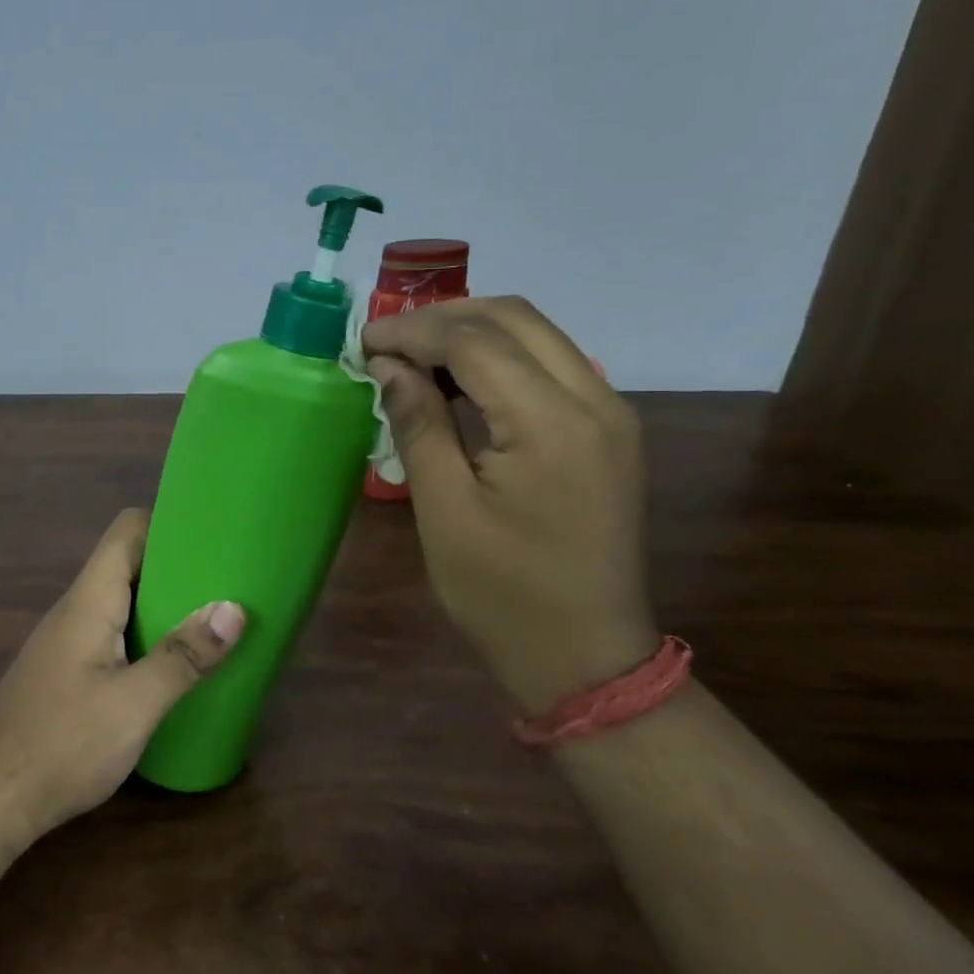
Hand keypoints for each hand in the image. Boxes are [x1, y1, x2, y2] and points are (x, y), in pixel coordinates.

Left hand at [0, 508, 243, 844]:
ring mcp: (69, 642)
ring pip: (124, 602)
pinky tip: (176, 666)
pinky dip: (149, 637)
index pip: (128, 531)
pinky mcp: (68, 673)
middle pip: (130, 564)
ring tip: (216, 620)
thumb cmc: (62, 744)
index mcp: (90, 600)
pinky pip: (116, 635)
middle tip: (231, 581)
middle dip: (179, 567)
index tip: (215, 534)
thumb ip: (184, 657)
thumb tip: (234, 609)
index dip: (169, 523)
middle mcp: (77, 610)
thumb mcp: (134, 704)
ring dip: (166, 605)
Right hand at [362, 296, 658, 711]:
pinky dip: (500, 358)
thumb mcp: (445, 511)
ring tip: (414, 359)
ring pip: (537, 334)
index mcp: (551, 423)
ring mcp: (611, 413)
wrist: (586, 655)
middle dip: (442, 318)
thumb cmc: (502, 594)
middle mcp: (595, 400)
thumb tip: (389, 367)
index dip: (412, 331)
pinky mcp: (609, 430)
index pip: (475, 341)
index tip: (363, 342)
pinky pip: (552, 365)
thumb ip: (419, 425)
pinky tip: (460, 384)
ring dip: (472, 333)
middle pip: (514, 318)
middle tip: (386, 344)